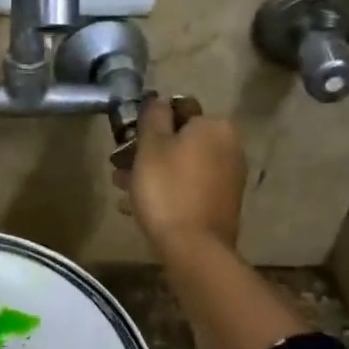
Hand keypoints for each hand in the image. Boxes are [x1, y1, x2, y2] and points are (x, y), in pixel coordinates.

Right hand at [115, 95, 247, 255]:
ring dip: (153, 172)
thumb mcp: (151, 146)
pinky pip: (189, 186)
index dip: (149, 122)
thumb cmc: (167, 189)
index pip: (178, 109)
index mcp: (214, 126)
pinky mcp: (222, 203)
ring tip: (123, 189)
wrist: (194, 247)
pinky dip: (168, 190)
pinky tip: (139, 206)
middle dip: (148, 151)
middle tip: (119, 167)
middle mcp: (228, 146)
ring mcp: (228, 177)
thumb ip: (153, 116)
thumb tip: (158, 101)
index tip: (127, 141)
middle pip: (180, 139)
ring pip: (182, 165)